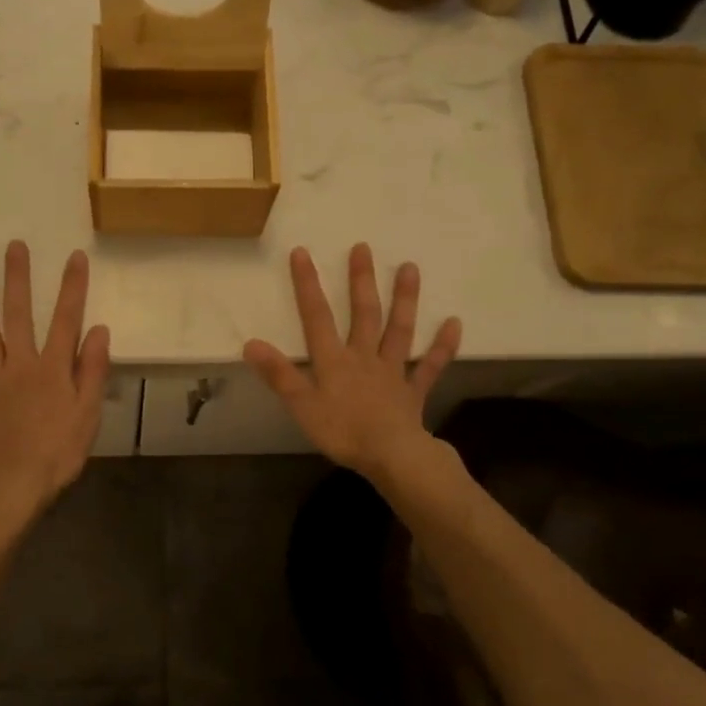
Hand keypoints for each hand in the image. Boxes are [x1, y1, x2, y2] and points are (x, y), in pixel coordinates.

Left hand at [0, 241, 110, 515]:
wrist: (13, 486)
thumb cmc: (57, 453)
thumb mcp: (88, 414)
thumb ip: (93, 370)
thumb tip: (98, 329)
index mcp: (53, 369)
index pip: (66, 320)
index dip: (72, 287)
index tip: (74, 256)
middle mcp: (20, 364)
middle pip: (19, 315)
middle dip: (18, 279)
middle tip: (14, 246)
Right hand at [244, 244, 460, 481]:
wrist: (392, 457)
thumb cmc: (343, 432)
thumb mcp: (301, 406)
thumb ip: (279, 374)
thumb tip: (251, 343)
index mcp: (334, 360)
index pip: (317, 317)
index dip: (308, 285)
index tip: (303, 252)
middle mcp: (364, 357)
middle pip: (363, 314)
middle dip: (361, 280)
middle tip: (363, 248)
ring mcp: (393, 372)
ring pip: (399, 330)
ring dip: (405, 299)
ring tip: (410, 268)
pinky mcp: (414, 392)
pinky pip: (430, 366)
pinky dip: (443, 346)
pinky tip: (454, 323)